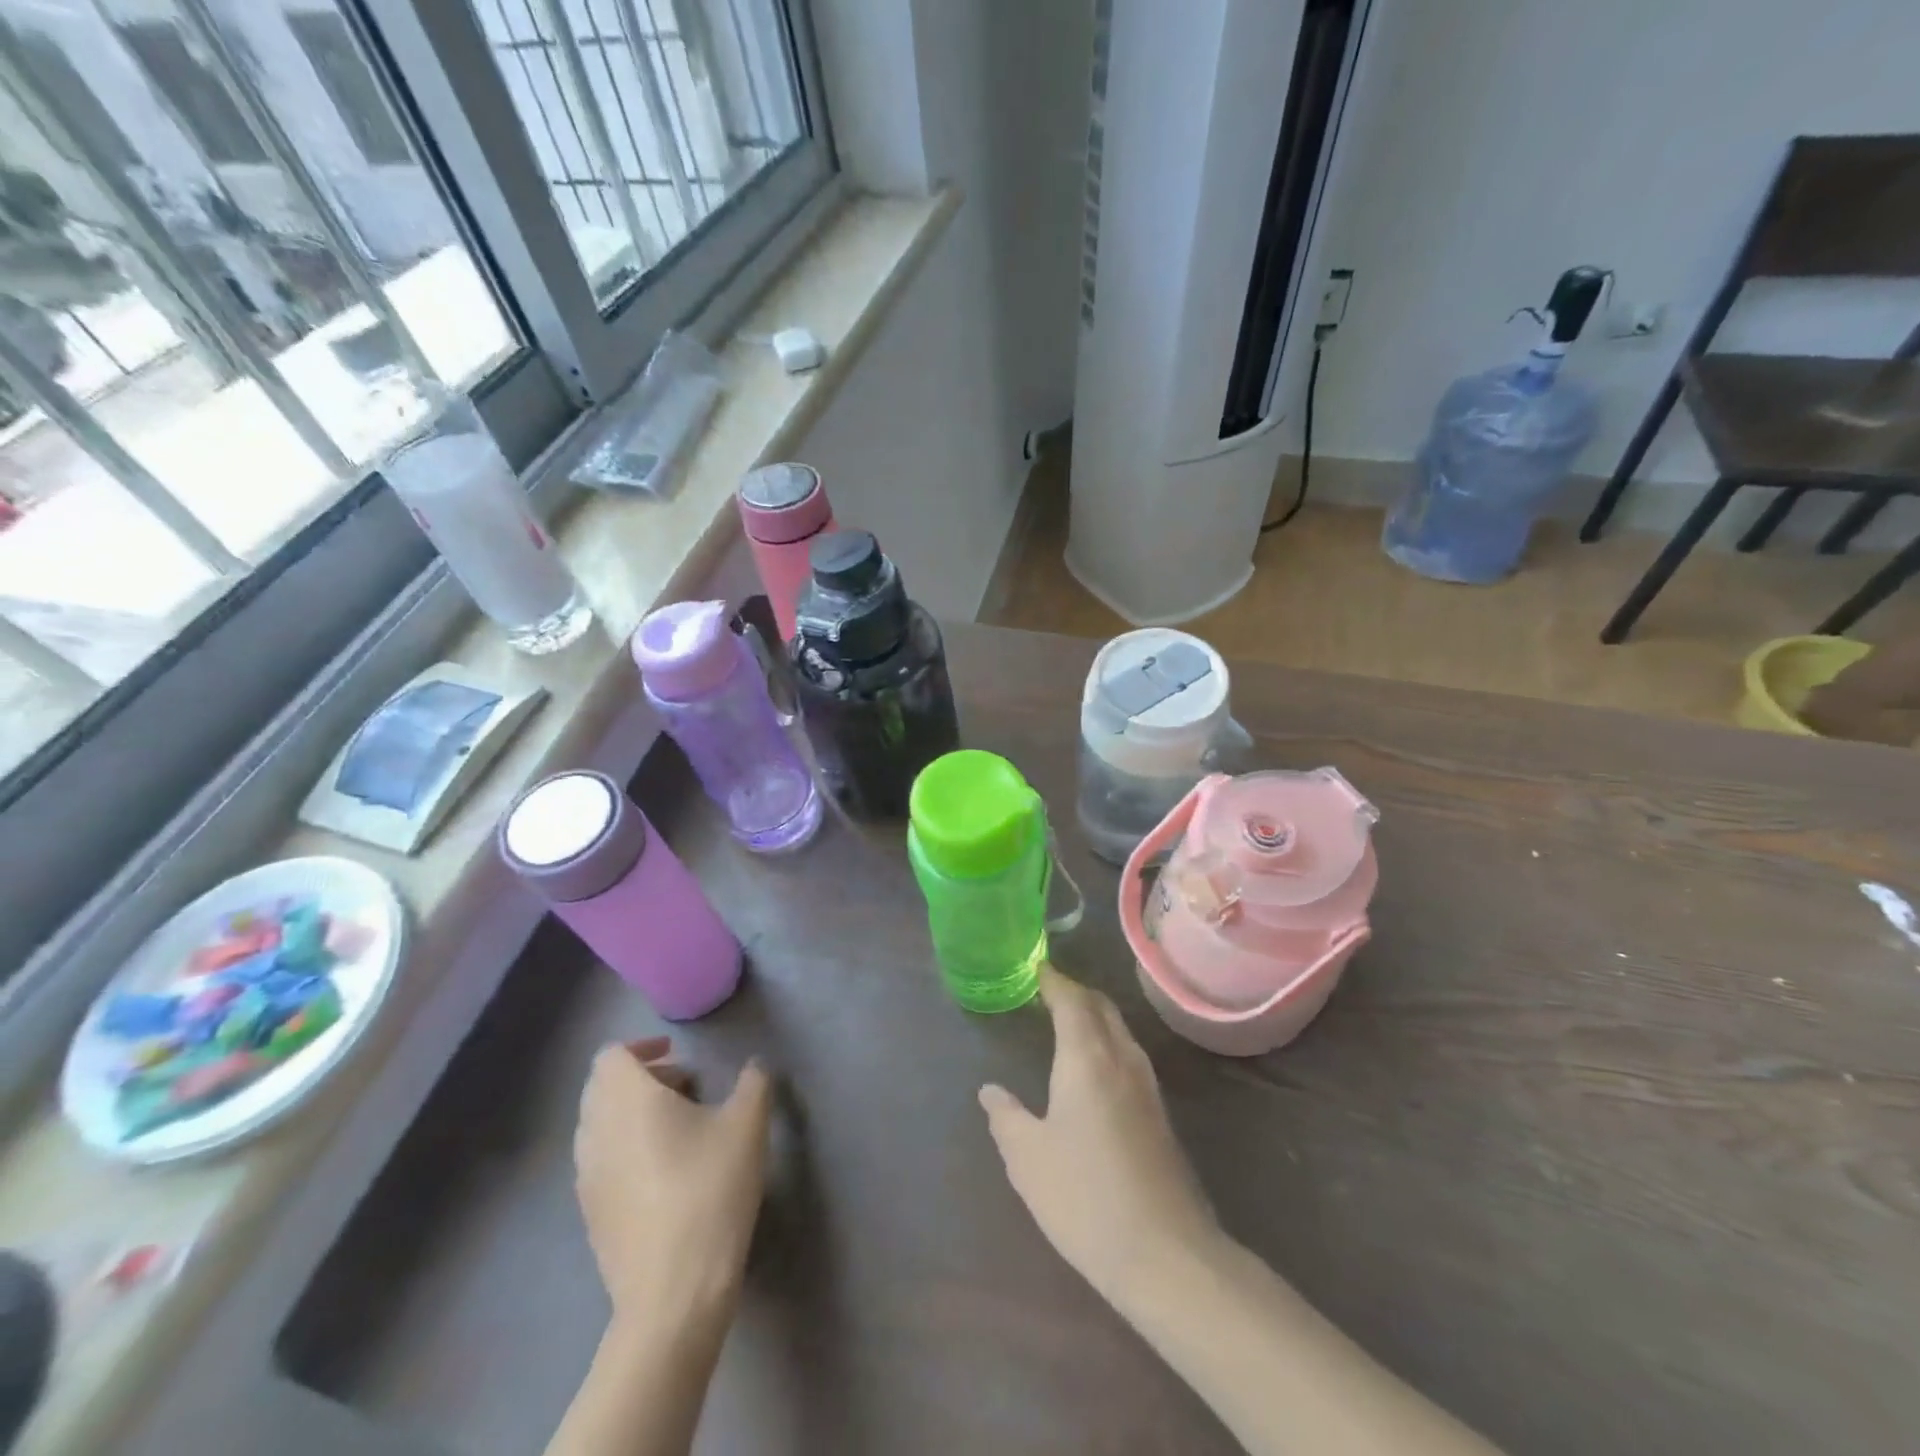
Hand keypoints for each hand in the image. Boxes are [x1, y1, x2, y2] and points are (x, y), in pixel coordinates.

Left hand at [574, 1038, 771, 1329]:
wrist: (672, 1293)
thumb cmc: (710, 1191)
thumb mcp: (748, 1125)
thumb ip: (753, 1082)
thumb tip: (753, 1067)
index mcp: (627, 1100)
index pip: (612, 1055)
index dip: (642, 1047)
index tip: (678, 1056)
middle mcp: (596, 1132)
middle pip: (601, 1087)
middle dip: (640, 1078)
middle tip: (684, 1087)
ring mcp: (586, 1177)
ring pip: (599, 1125)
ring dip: (631, 1114)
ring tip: (679, 1128)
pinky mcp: (590, 1214)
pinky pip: (600, 1161)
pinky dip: (625, 1148)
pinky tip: (666, 1173)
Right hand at [978, 967, 1219, 1298]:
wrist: (1166, 1254)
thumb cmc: (1085, 1197)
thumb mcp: (1028, 1159)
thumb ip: (1006, 1118)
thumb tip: (990, 1091)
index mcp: (1087, 1057)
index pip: (1071, 1000)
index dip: (1052, 980)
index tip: (1035, 968)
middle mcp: (1122, 1059)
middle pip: (1101, 1007)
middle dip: (1075, 992)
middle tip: (1047, 990)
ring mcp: (1147, 1086)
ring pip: (1119, 1030)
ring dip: (1094, 1016)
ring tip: (1066, 1022)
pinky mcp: (1159, 1114)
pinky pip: (1129, 1055)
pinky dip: (1107, 1041)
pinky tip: (1093, 1068)